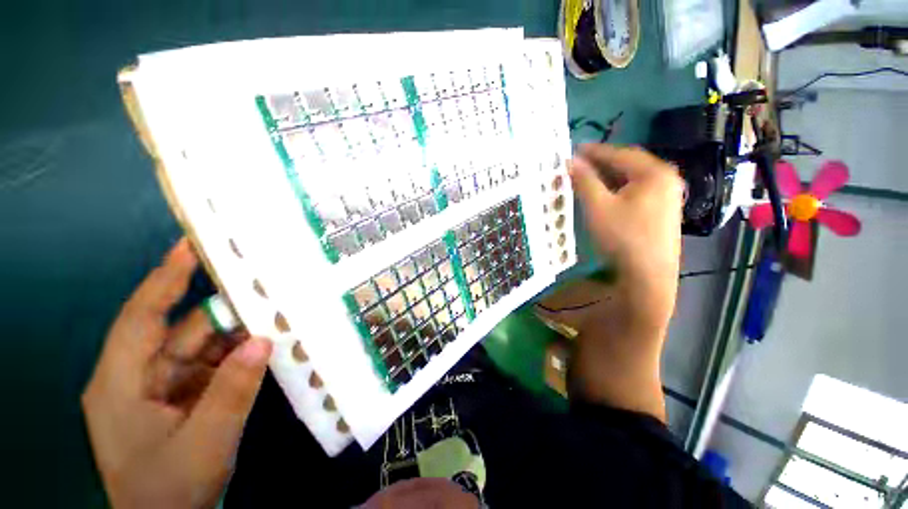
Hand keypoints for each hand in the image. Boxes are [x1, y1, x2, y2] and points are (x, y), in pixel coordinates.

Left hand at [82, 239, 271, 508]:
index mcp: (121, 382)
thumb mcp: (204, 443)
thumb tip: (264, 339)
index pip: (141, 316)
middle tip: (258, 283)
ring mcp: (162, 388)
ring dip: (236, 334)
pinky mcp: (183, 397)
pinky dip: (238, 355)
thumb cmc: (170, 490)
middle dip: (220, 309)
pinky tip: (264, 346)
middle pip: (180, 331)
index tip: (191, 245)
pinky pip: (213, 365)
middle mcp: (138, 376)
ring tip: (273, 314)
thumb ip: (232, 389)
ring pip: (202, 348)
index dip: (165, 278)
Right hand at [568, 144, 683, 418]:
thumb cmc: (623, 238)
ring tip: (585, 178)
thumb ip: (584, 181)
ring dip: (608, 177)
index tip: (573, 149)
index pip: (619, 153)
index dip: (594, 151)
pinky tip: (602, 196)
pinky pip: (634, 192)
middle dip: (601, 163)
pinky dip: (616, 190)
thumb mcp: (598, 207)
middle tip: (576, 164)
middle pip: (627, 165)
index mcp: (654, 173)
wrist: (649, 277)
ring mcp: (665, 198)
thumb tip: (569, 161)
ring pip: (630, 180)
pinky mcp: (659, 213)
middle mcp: (664, 181)